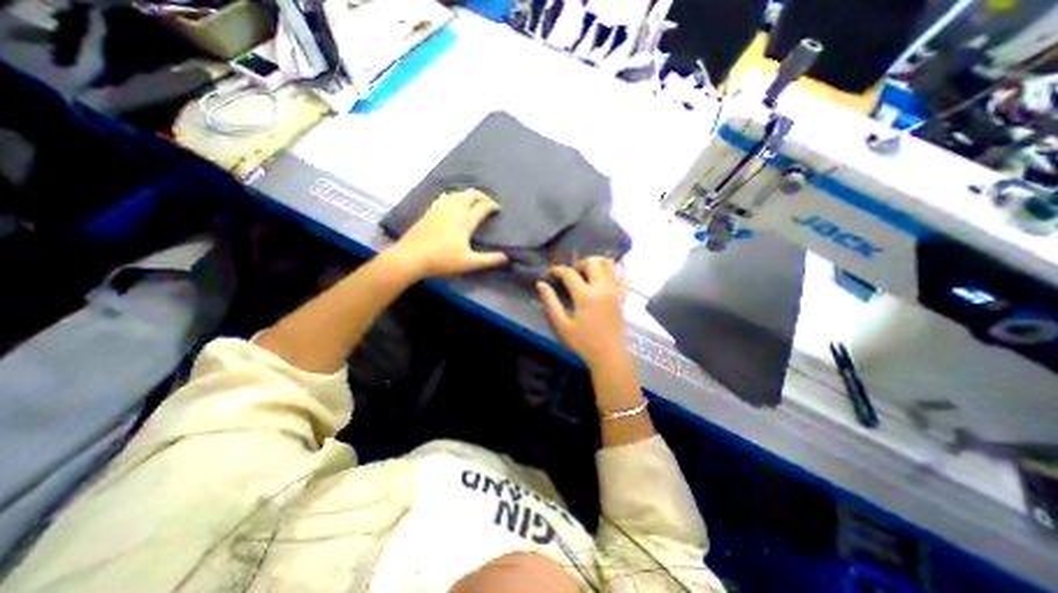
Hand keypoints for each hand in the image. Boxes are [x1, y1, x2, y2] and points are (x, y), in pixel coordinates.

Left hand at [388, 190, 506, 279]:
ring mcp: (440, 209)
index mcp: (465, 221)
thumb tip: (508, 258)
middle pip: (470, 195)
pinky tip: (451, 197)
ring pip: (457, 194)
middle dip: (481, 196)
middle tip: (488, 202)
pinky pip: (444, 197)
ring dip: (468, 194)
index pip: (482, 207)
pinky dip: (453, 195)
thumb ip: (489, 260)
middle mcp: (454, 211)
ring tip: (473, 200)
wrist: (410, 257)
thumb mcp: (469, 263)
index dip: (492, 206)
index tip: (497, 209)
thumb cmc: (442, 260)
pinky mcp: (430, 211)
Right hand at [538, 256, 626, 370]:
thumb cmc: (584, 342)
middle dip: (579, 263)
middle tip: (572, 275)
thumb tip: (540, 284)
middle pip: (592, 262)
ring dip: (596, 263)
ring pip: (609, 264)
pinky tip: (607, 275)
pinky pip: (623, 275)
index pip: (569, 273)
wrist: (610, 355)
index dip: (558, 270)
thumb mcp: (562, 325)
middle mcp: (602, 288)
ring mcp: (615, 291)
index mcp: (585, 295)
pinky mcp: (623, 296)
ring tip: (588, 273)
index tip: (551, 272)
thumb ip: (551, 303)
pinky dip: (616, 270)